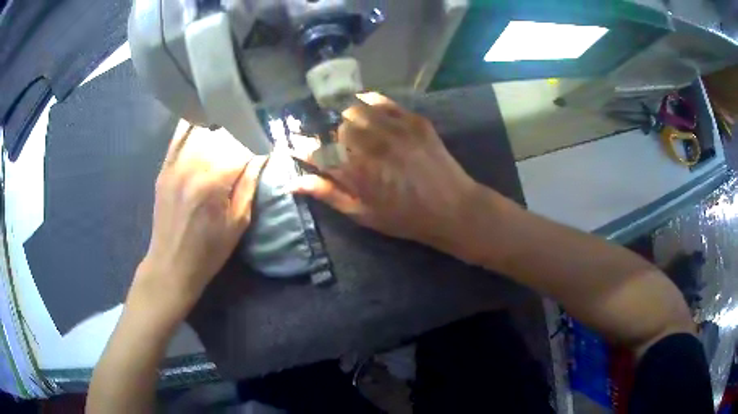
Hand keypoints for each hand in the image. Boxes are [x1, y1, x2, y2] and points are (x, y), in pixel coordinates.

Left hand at [131, 121, 266, 317]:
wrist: (171, 264)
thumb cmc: (209, 250)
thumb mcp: (238, 223)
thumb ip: (249, 184)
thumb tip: (262, 155)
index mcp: (214, 182)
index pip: (242, 146)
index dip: (257, 142)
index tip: (266, 143)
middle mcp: (192, 165)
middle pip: (222, 132)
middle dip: (240, 130)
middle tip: (250, 133)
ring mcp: (175, 164)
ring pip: (201, 129)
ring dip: (219, 125)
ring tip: (230, 125)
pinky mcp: (164, 167)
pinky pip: (178, 136)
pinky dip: (193, 125)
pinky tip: (204, 120)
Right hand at [292, 93, 479, 251]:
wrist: (452, 207)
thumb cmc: (405, 217)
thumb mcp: (363, 213)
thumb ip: (329, 194)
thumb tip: (295, 183)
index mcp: (355, 172)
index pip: (316, 151)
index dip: (301, 145)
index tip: (293, 141)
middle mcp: (371, 145)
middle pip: (334, 127)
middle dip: (326, 132)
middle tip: (329, 140)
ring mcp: (393, 129)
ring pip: (355, 109)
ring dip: (344, 116)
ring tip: (346, 123)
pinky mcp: (413, 120)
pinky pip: (382, 101)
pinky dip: (368, 100)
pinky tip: (364, 104)